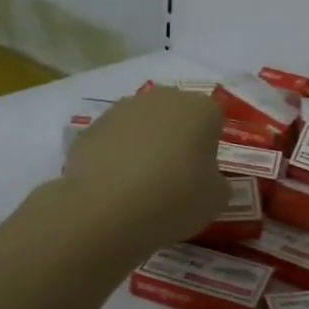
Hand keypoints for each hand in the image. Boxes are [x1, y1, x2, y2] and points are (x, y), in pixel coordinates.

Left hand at [60, 89, 229, 252]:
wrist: (103, 210)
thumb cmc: (172, 199)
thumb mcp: (215, 200)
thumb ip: (217, 183)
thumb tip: (207, 179)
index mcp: (200, 109)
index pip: (214, 118)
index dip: (211, 146)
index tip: (203, 173)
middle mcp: (163, 98)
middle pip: (177, 114)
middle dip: (178, 138)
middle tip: (175, 176)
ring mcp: (123, 109)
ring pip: (144, 124)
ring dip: (146, 144)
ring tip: (140, 184)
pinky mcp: (92, 126)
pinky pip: (115, 139)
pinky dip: (117, 156)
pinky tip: (114, 186)